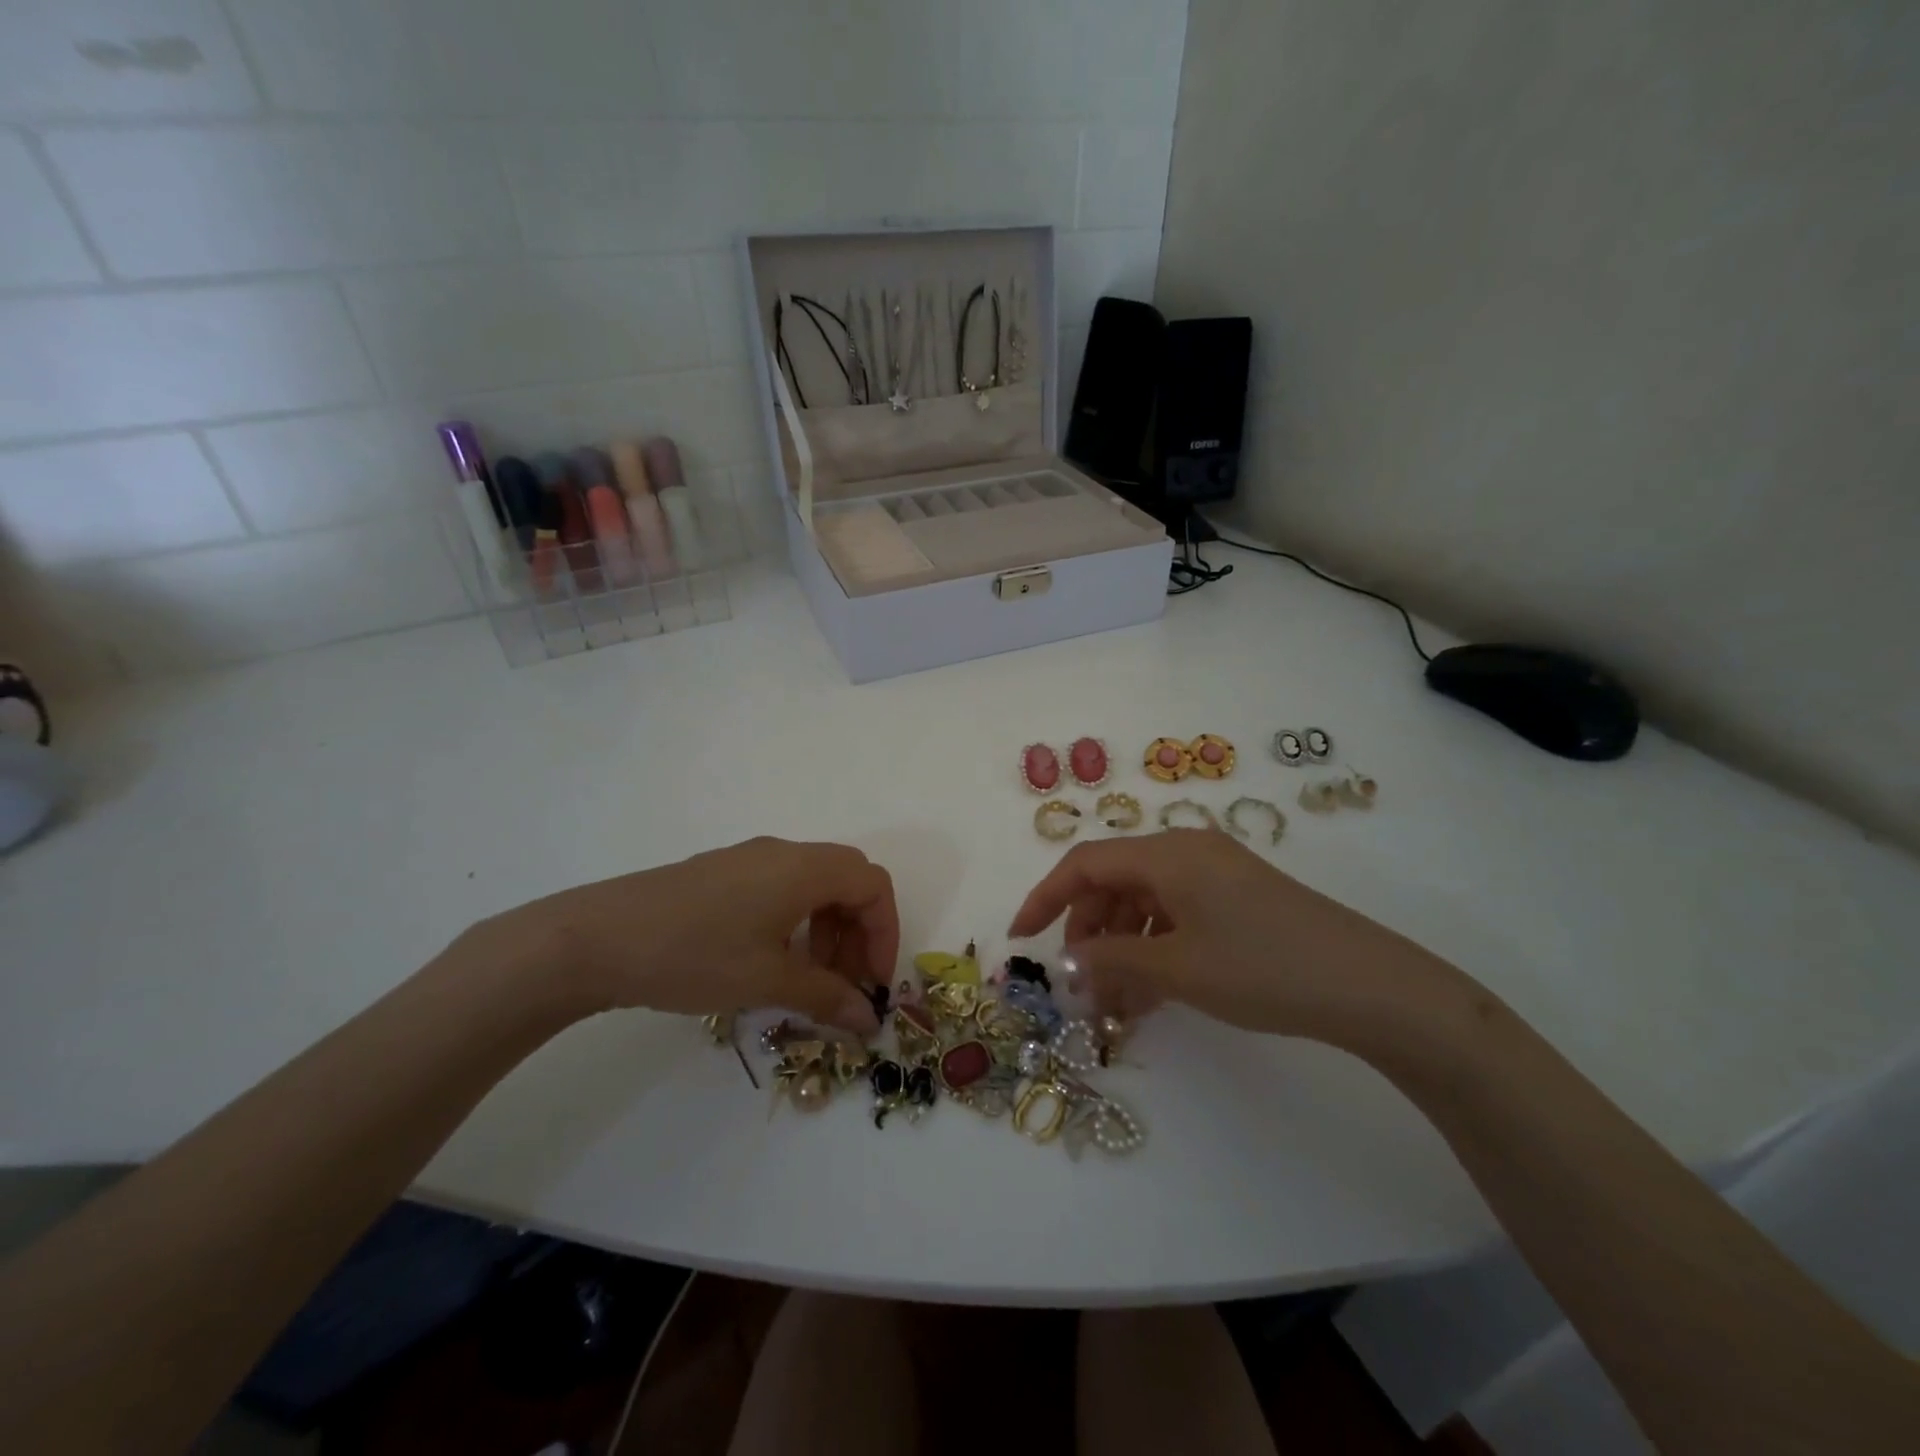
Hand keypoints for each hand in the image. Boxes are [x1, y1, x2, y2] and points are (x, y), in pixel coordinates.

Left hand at [473, 838, 897, 1035]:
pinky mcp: (720, 872)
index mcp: (803, 868)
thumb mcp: (767, 981)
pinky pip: (780, 887)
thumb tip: (868, 1019)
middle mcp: (782, 853)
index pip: (872, 884)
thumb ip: (826, 996)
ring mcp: (748, 859)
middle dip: (859, 932)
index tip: (873, 982)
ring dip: (828, 928)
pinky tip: (770, 960)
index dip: (885, 932)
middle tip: (845, 983)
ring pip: (813, 883)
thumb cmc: (695, 955)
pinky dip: (796, 920)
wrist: (596, 939)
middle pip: (847, 879)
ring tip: (808, 978)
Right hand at [1007, 830, 1456, 1048]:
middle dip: (1089, 931)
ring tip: (1119, 1002)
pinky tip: (1154, 993)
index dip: (1045, 898)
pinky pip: (1177, 915)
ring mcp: (1216, 874)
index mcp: (1168, 853)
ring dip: (1122, 947)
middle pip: (1114, 882)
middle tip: (1083, 983)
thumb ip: (1111, 961)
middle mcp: (1187, 851)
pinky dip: (1155, 948)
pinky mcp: (1237, 899)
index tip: (1020, 939)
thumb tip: (1068, 963)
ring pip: (1145, 903)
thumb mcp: (1177, 969)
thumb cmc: (1262, 968)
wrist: (1371, 987)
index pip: (1085, 863)